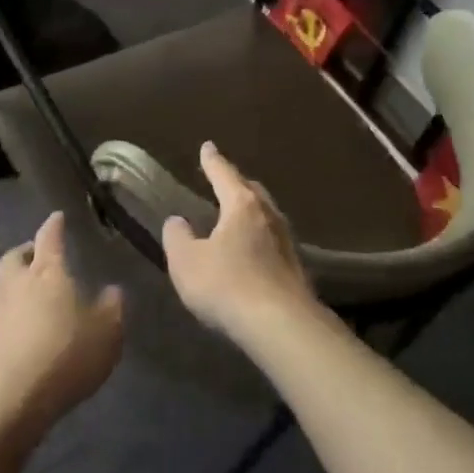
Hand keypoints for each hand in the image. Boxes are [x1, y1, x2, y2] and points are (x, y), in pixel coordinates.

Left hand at [0, 212, 123, 433]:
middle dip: (25, 250)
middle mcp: (17, 283)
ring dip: (7, 276)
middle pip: (14, 256)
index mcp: (48, 272)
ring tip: (18, 281)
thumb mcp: (107, 332)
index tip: (58, 216)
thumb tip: (112, 289)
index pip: (50, 237)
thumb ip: (112, 307)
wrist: (13, 399)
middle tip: (35, 253)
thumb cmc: (66, 356)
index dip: (55, 225)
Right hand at [161, 142, 316, 342]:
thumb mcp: (186, 262)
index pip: (224, 174)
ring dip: (251, 210)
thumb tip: (178, 221)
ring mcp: (287, 241)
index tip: (207, 147)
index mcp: (242, 205)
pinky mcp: (296, 267)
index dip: (212, 161)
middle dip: (236, 183)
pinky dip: (259, 236)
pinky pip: (273, 239)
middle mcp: (268, 215)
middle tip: (224, 181)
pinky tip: (253, 249)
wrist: (281, 324)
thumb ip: (177, 237)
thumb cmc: (227, 285)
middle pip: (251, 190)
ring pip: (266, 214)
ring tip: (237, 214)